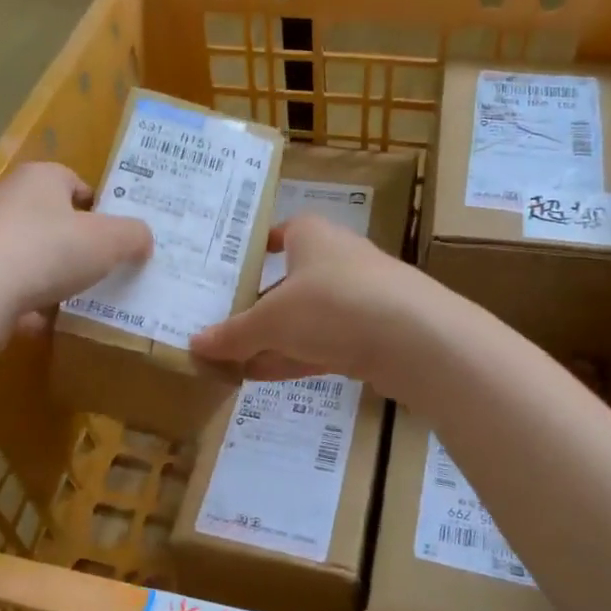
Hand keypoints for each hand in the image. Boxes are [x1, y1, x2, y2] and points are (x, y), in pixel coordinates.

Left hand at [0, 163, 151, 337]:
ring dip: (46, 274)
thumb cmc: (48, 250)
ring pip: (25, 252)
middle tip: (97, 267)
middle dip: (72, 242)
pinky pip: (4, 284)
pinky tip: (38, 321)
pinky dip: (22, 300)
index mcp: (39, 178)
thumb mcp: (109, 241)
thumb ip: (133, 236)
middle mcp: (4, 198)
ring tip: (71, 298)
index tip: (112, 234)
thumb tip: (143, 239)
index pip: (73, 181)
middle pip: (48, 217)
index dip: (97, 206)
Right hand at [189, 212, 429, 391]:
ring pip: (304, 318)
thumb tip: (194, 345)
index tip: (225, 272)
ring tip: (230, 362)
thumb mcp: (272, 320)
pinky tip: (261, 376)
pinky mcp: (372, 334)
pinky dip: (293, 357)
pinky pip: (322, 344)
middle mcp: (336, 259)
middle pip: (286, 282)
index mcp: (312, 236)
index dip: (252, 251)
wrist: (417, 338)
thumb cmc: (333, 305)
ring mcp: (358, 298)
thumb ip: (234, 334)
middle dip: (254, 308)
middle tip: (217, 328)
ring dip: (270, 340)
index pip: (278, 234)